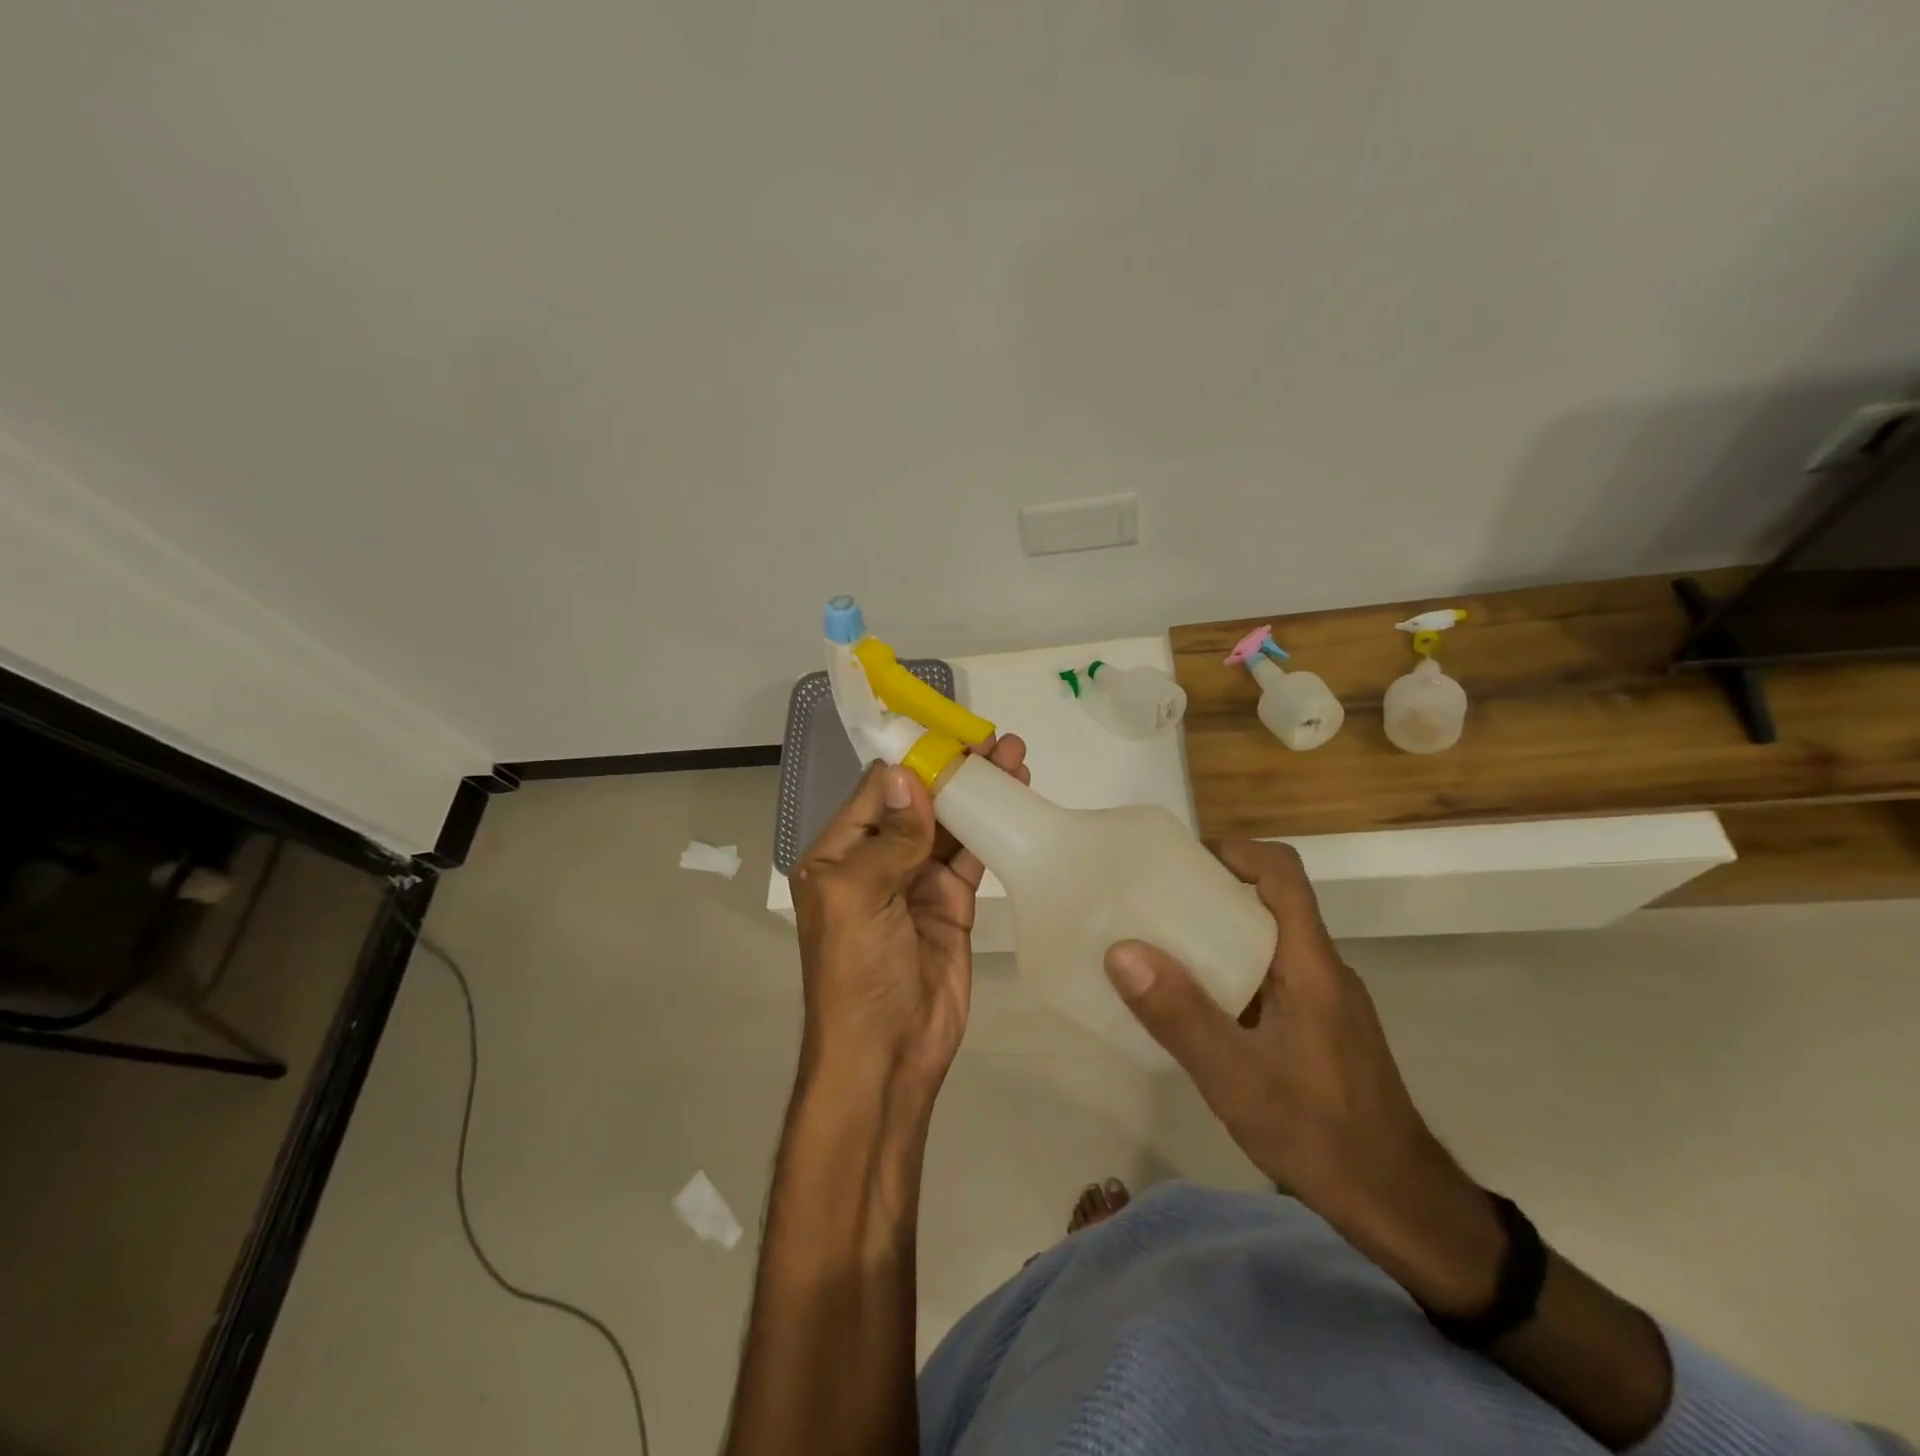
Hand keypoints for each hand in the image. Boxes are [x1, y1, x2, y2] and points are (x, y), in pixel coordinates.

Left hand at [790, 736, 1028, 1098]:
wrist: (889, 1054)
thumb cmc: (857, 972)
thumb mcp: (860, 897)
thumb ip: (890, 837)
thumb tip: (906, 774)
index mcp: (839, 855)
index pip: (877, 793)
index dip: (914, 762)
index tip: (952, 734)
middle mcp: (876, 861)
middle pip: (919, 803)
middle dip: (954, 771)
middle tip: (995, 740)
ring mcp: (916, 883)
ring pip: (950, 826)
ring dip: (979, 793)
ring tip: (1015, 757)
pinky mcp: (951, 904)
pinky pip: (972, 857)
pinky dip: (993, 830)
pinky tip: (1017, 803)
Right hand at [1103, 842, 1486, 1261]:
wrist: (1402, 1208)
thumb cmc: (1322, 1135)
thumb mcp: (1237, 1078)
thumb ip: (1180, 1015)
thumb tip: (1122, 950)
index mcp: (1310, 965)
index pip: (1282, 875)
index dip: (1234, 852)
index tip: (1181, 861)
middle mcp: (1322, 971)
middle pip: (1269, 904)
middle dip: (1211, 894)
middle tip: (1150, 906)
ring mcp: (1326, 1003)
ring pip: (1268, 945)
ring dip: (1217, 937)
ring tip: (1159, 952)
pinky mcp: (1322, 1032)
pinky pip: (1271, 981)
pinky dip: (1231, 976)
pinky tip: (1197, 1012)